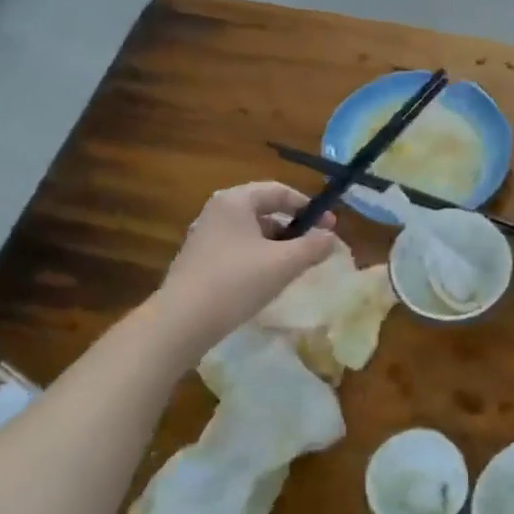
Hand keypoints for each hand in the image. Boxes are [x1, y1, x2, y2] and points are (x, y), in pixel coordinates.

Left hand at [151, 182, 337, 355]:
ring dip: (277, 245)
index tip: (330, 226)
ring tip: (295, 267)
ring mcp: (204, 236)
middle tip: (315, 248)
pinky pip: (237, 250)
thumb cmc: (237, 282)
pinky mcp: (199, 261)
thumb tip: (330, 237)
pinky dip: (258, 258)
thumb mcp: (284, 263)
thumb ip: (313, 246)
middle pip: (264, 211)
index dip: (309, 207)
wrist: (182, 321)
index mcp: (235, 201)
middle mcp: (216, 211)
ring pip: (251, 233)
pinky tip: (267, 281)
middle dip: (294, 228)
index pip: (279, 191)